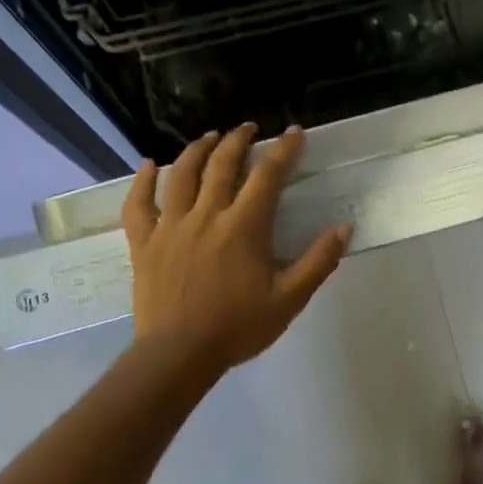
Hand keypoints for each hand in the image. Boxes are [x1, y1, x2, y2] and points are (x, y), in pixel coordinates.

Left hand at [124, 124, 352, 372]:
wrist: (179, 354)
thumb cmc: (238, 327)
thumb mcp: (289, 299)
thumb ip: (318, 261)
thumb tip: (344, 228)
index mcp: (244, 227)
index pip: (268, 175)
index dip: (283, 150)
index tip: (294, 132)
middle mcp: (206, 215)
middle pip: (222, 164)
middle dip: (238, 140)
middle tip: (249, 128)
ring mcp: (170, 226)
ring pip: (181, 174)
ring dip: (197, 150)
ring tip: (209, 137)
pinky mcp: (144, 243)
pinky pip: (138, 204)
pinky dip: (142, 181)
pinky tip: (148, 165)